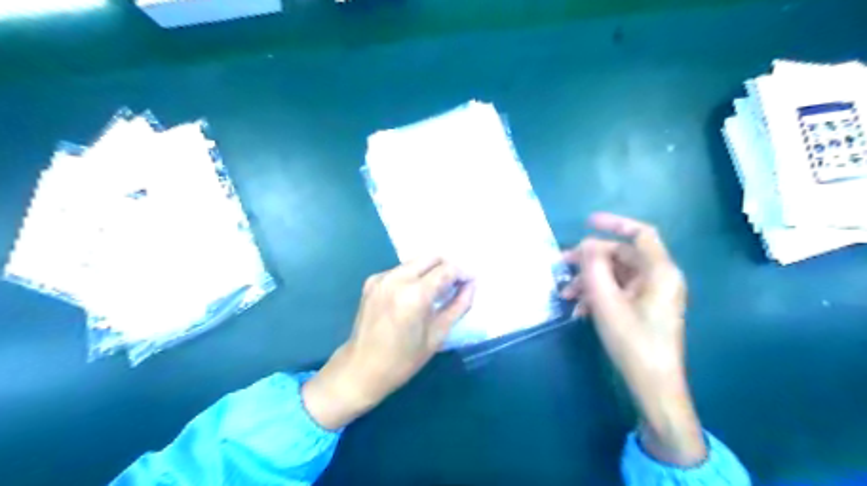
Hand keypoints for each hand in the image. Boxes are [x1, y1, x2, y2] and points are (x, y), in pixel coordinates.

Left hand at [302, 258, 472, 429]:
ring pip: (415, 261)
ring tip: (438, 290)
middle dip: (447, 267)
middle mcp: (396, 278)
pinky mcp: (372, 281)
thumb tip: (472, 285)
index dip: (463, 273)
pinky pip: (401, 270)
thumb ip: (458, 305)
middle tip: (456, 285)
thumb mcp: (437, 335)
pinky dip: (414, 275)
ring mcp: (381, 277)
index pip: (446, 270)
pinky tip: (416, 294)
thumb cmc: (403, 360)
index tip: (471, 282)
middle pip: (431, 257)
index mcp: (414, 294)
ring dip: (431, 270)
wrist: (361, 369)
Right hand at [564, 213, 702, 467]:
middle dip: (590, 261)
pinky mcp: (646, 308)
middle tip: (562, 266)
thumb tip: (586, 244)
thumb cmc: (632, 341)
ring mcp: (653, 294)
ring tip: (567, 295)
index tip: (587, 223)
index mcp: (659, 271)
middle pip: (622, 256)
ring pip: (617, 275)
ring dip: (590, 281)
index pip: (640, 234)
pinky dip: (599, 295)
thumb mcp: (606, 301)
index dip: (614, 223)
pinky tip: (580, 311)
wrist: (653, 384)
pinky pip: (620, 291)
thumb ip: (594, 267)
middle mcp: (660, 278)